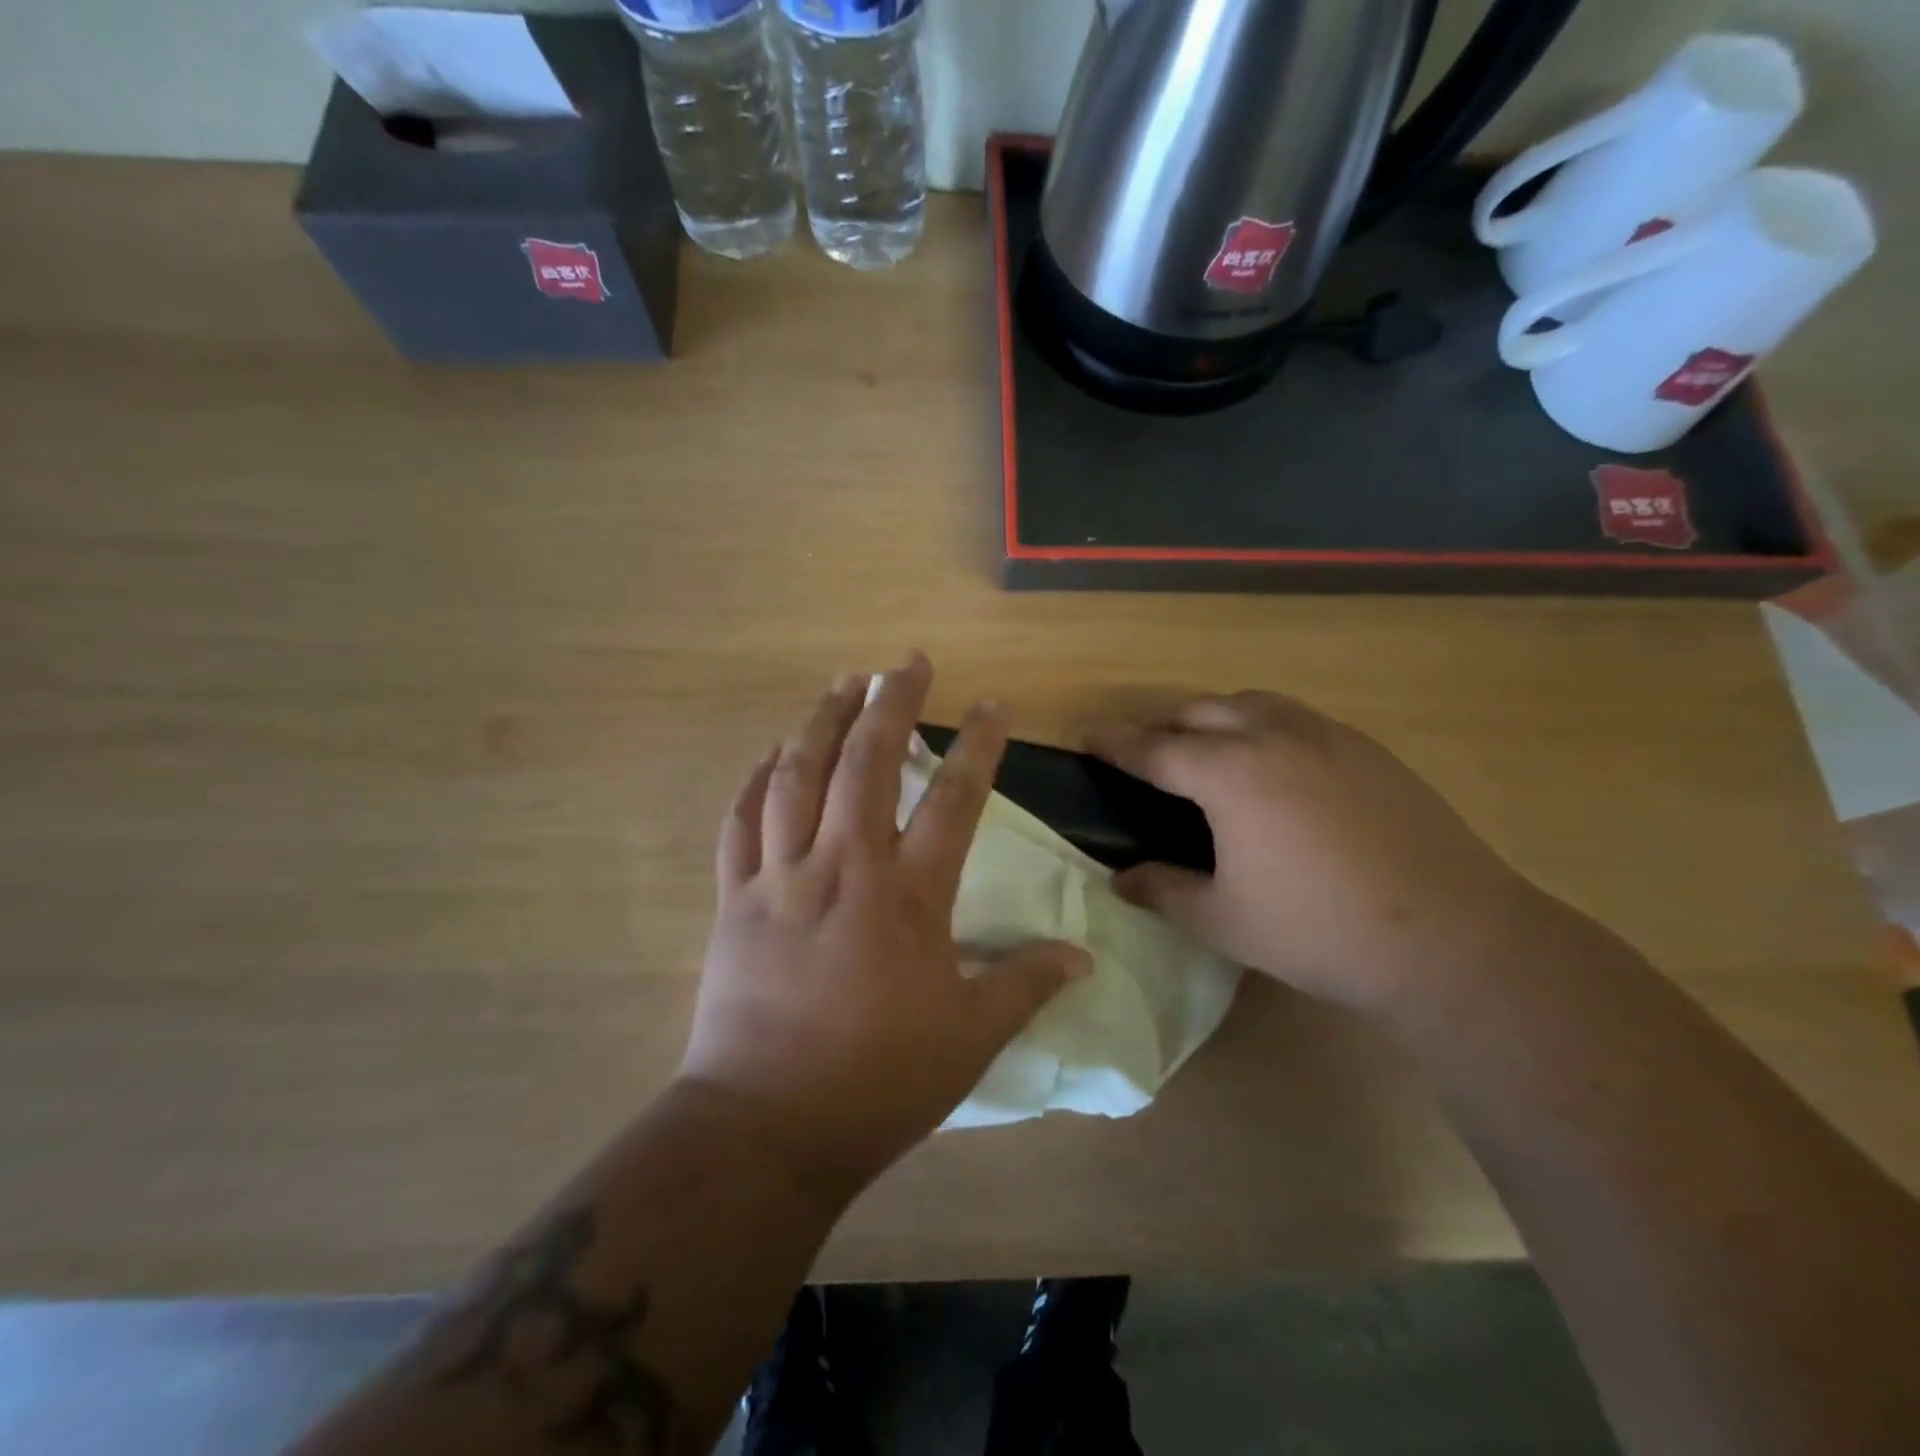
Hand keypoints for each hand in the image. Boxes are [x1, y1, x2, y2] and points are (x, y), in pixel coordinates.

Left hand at [679, 655, 1089, 1191]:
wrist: (766, 1127)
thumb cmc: (878, 1082)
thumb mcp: (970, 1038)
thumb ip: (1025, 985)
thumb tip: (1082, 957)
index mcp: (907, 898)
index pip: (954, 802)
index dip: (978, 747)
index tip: (992, 705)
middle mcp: (843, 868)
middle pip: (867, 764)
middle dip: (891, 703)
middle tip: (906, 661)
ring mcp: (780, 878)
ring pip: (797, 776)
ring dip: (822, 721)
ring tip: (843, 682)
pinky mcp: (734, 899)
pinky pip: (741, 822)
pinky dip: (755, 779)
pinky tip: (770, 752)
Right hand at [1090, 692, 1551, 1014]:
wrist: (1451, 938)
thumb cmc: (1319, 930)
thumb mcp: (1224, 920)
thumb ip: (1164, 891)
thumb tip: (1121, 880)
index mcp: (1230, 773)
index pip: (1155, 749)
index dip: (1116, 742)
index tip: (1089, 735)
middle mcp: (1274, 736)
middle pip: (1201, 712)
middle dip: (1164, 726)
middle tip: (1145, 751)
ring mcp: (1328, 737)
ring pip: (1253, 703)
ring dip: (1216, 717)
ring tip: (1206, 748)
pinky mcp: (1369, 750)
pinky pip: (1297, 719)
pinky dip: (1264, 725)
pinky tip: (1274, 764)